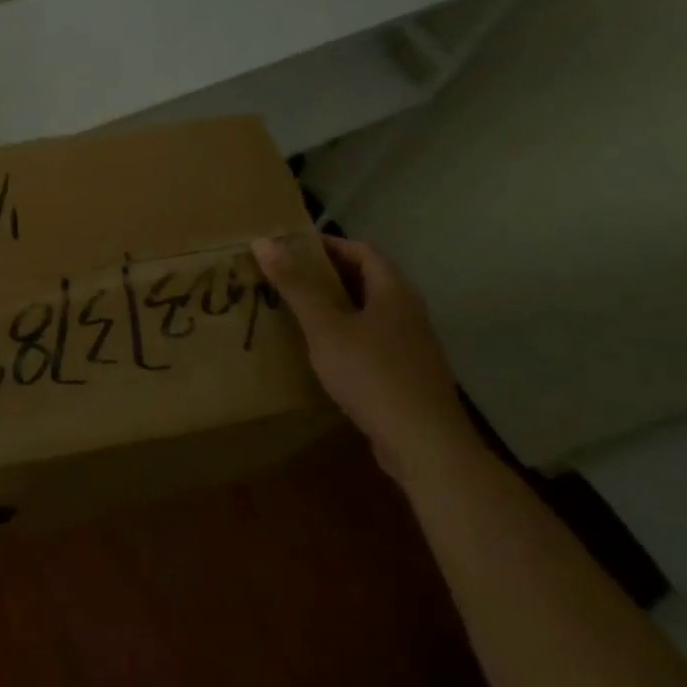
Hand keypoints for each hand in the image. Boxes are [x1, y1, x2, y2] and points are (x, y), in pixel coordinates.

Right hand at [251, 232, 481, 487]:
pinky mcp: (408, 374)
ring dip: (335, 306)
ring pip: (369, 312)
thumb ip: (296, 285)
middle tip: (285, 277)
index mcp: (394, 291)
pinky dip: (346, 335)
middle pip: (366, 279)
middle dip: (326, 275)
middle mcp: (408, 311)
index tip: (289, 248)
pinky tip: (322, 353)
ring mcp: (412, 345)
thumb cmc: (372, 375)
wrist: (424, 445)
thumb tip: (263, 241)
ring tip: (296, 311)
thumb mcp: (325, 327)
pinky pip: (372, 341)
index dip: (326, 244)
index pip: (361, 250)